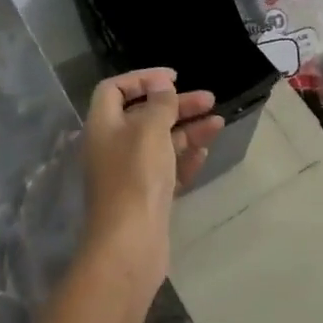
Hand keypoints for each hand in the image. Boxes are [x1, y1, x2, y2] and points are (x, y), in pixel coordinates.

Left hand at [81, 68, 223, 284]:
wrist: (130, 243)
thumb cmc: (136, 177)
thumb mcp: (149, 130)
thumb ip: (159, 104)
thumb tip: (161, 85)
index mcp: (104, 126)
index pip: (114, 90)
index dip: (141, 79)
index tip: (172, 79)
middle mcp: (113, 147)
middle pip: (144, 115)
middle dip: (177, 105)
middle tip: (209, 99)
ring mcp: (130, 174)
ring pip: (161, 142)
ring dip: (189, 129)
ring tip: (218, 123)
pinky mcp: (147, 196)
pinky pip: (167, 169)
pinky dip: (185, 158)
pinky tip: (204, 153)